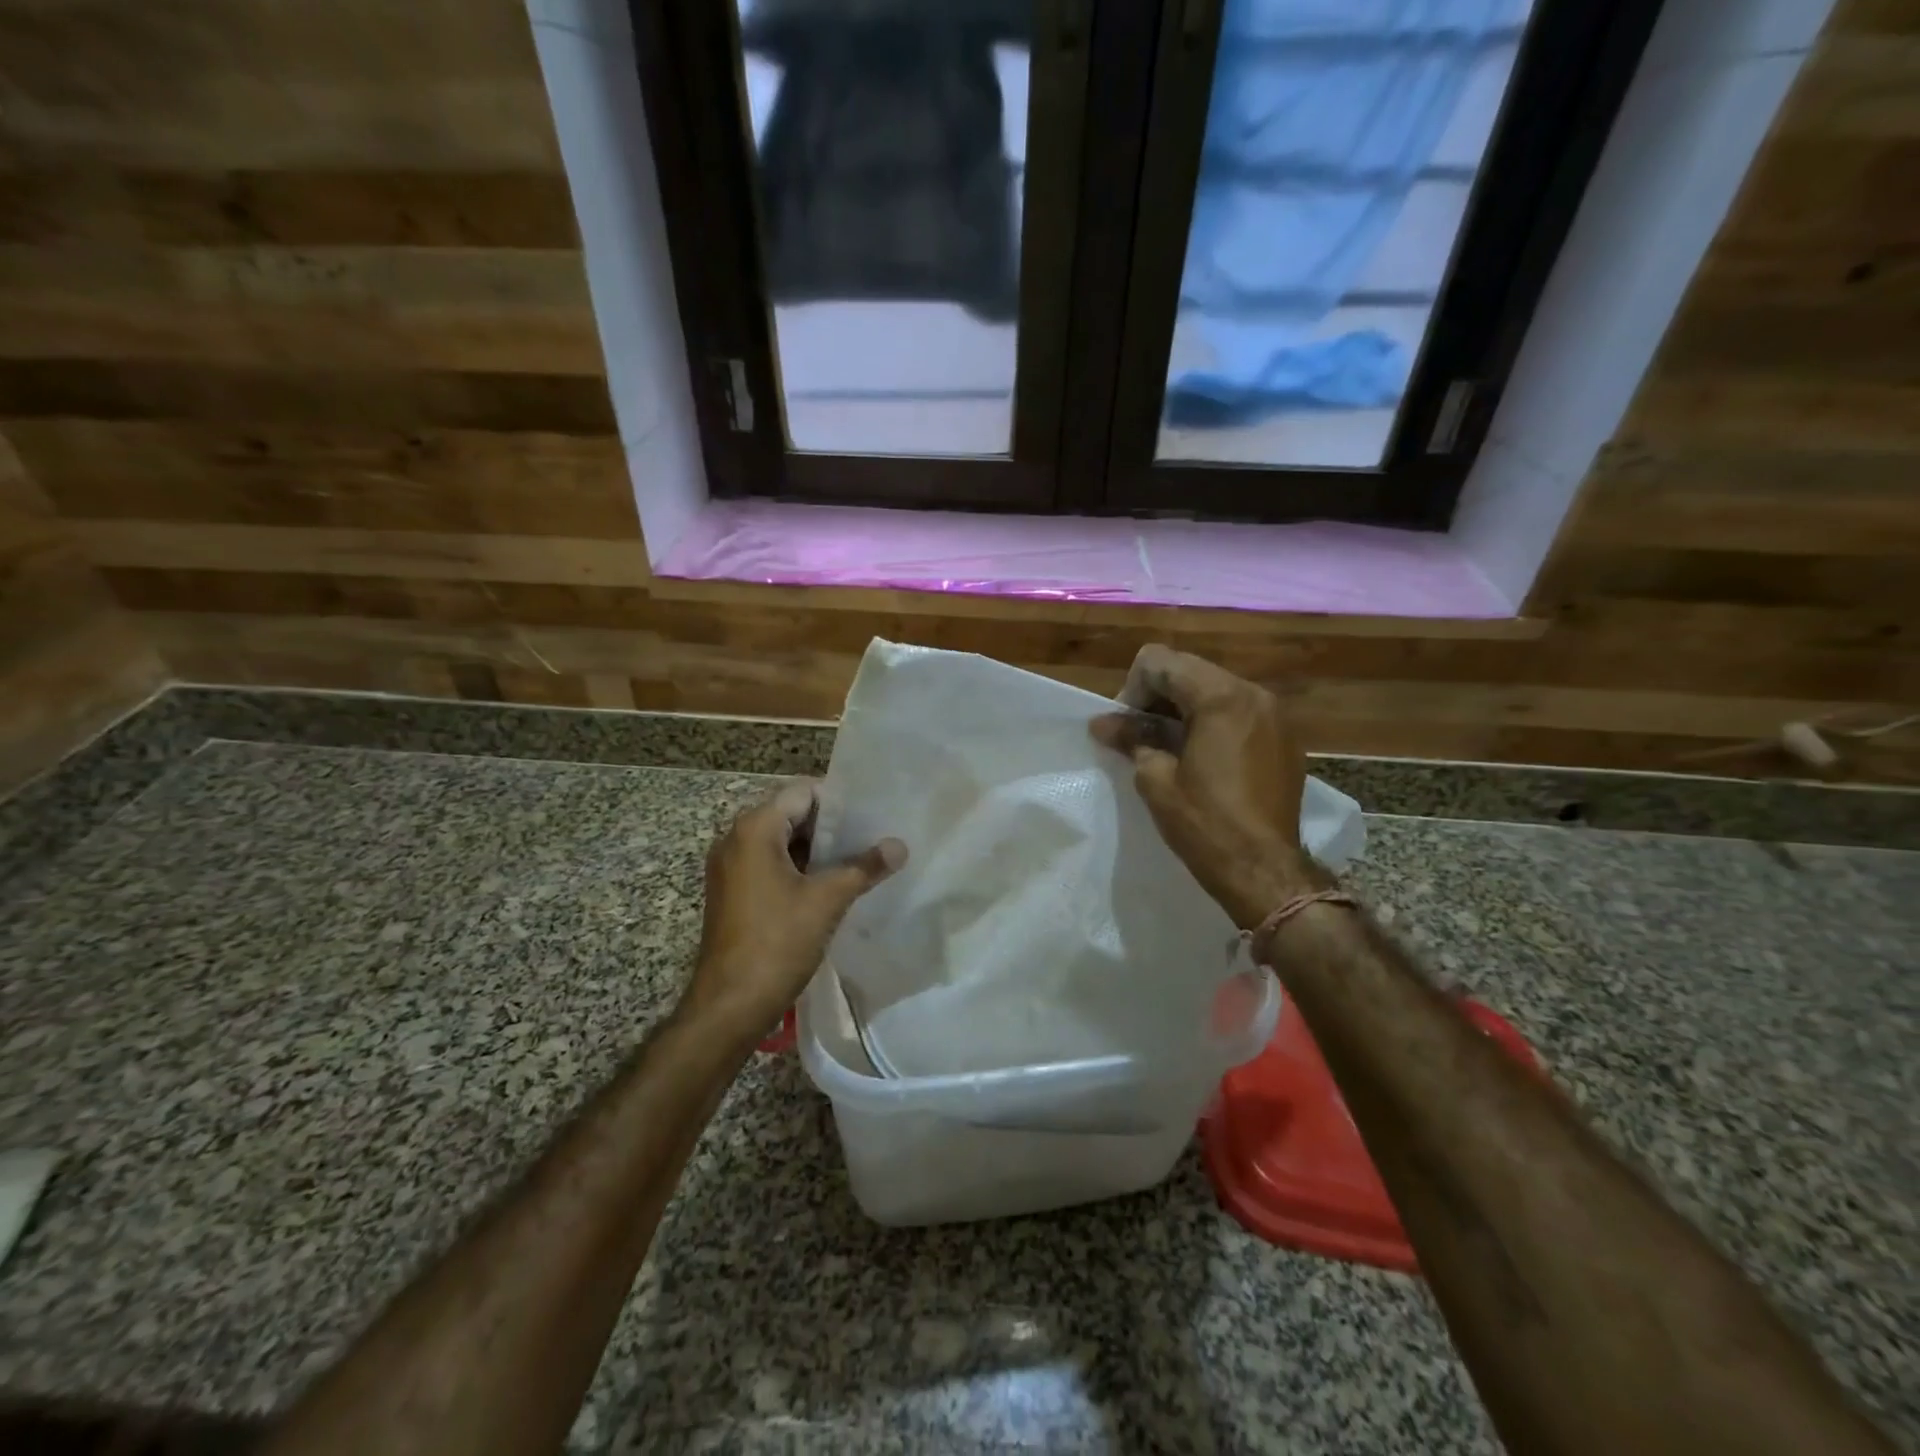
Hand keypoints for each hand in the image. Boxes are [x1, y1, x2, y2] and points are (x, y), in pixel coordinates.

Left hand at [685, 780, 906, 1036]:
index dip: (839, 800)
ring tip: (859, 859)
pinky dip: (799, 868)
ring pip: (781, 841)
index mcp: (754, 829)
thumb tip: (899, 846)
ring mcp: (730, 867)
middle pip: (791, 813)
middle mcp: (735, 838)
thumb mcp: (827, 900)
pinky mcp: (732, 891)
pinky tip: (830, 885)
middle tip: (871, 836)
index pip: (802, 792)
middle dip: (831, 825)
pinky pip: (770, 864)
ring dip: (817, 849)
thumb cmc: (777, 942)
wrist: (729, 1005)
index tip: (872, 815)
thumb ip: (864, 867)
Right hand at [1091, 644, 1321, 929]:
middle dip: (1157, 696)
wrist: (1264, 871)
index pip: (1160, 661)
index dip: (1132, 689)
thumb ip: (1131, 739)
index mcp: (1222, 697)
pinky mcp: (1284, 739)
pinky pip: (1238, 712)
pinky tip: (1201, 760)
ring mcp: (1275, 715)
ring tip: (1168, 749)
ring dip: (1183, 709)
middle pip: (1189, 670)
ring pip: (1214, 689)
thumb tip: (1101, 723)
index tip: (1127, 727)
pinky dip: (1212, 723)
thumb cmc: (1205, 825)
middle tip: (1140, 737)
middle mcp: (1254, 694)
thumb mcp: (1156, 779)